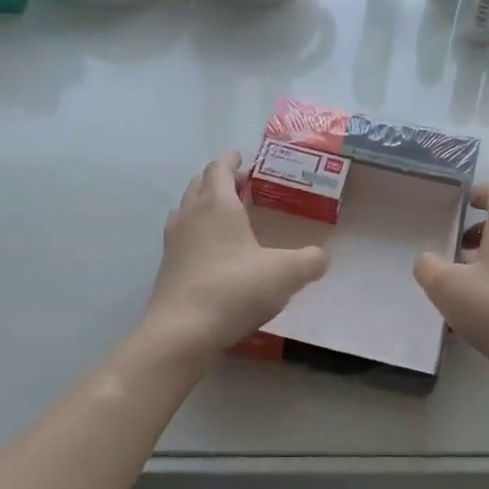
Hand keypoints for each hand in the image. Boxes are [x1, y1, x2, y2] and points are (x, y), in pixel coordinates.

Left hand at [142, 153, 329, 363]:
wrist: (183, 331)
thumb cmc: (234, 290)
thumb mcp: (286, 274)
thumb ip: (310, 260)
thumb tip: (321, 256)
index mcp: (217, 204)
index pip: (219, 168)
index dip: (232, 160)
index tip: (243, 157)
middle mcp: (190, 215)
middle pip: (199, 184)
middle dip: (219, 179)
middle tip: (243, 186)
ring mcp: (174, 242)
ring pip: (188, 209)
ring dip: (205, 204)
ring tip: (229, 216)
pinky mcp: (167, 268)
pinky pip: (184, 237)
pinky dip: (198, 232)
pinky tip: (215, 252)